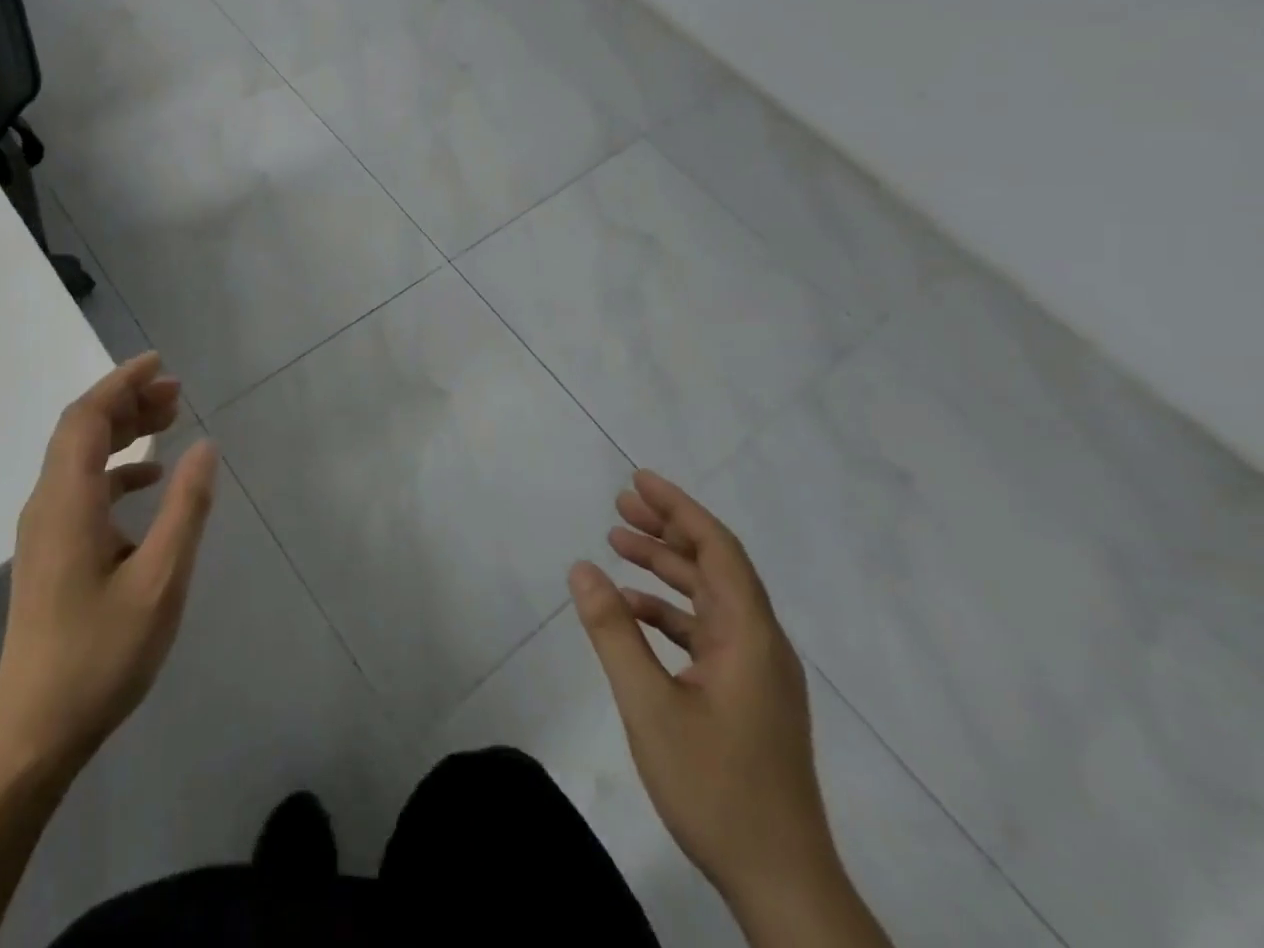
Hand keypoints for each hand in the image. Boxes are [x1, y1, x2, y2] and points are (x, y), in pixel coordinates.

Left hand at [0, 353, 219, 772]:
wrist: (34, 728)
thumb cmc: (100, 654)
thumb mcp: (160, 581)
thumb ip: (185, 509)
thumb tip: (205, 447)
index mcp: (68, 501)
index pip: (86, 418)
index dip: (121, 383)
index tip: (159, 364)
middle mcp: (48, 503)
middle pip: (81, 429)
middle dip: (127, 401)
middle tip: (176, 392)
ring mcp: (46, 527)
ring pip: (80, 456)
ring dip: (122, 431)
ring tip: (168, 421)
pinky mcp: (51, 548)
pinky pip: (82, 486)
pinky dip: (116, 469)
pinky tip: (150, 478)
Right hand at [569, 471, 835, 913]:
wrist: (782, 884)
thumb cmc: (716, 787)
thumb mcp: (649, 705)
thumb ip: (614, 631)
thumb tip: (581, 567)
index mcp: (751, 637)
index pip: (718, 549)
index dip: (679, 508)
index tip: (638, 479)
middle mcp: (761, 645)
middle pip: (715, 567)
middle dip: (667, 530)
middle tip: (618, 505)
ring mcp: (757, 674)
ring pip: (709, 599)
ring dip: (665, 569)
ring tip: (616, 545)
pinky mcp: (748, 698)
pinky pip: (706, 633)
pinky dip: (669, 612)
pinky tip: (632, 612)